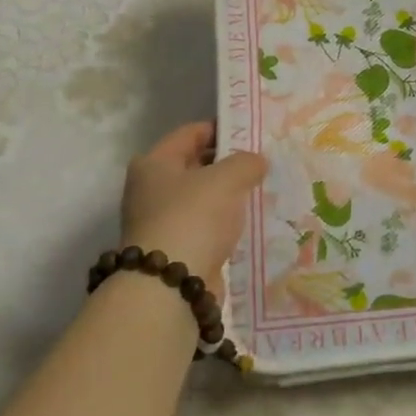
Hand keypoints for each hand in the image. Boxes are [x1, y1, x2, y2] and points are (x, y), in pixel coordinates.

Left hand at [119, 123, 267, 297]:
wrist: (171, 287)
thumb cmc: (193, 218)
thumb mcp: (227, 178)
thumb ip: (246, 162)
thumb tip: (256, 162)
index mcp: (153, 163)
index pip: (192, 133)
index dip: (223, 128)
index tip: (255, 132)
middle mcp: (151, 190)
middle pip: (197, 166)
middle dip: (229, 164)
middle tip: (265, 162)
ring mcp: (162, 223)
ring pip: (204, 199)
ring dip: (229, 196)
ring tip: (265, 190)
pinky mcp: (176, 251)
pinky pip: (207, 228)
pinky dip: (226, 224)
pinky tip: (251, 222)